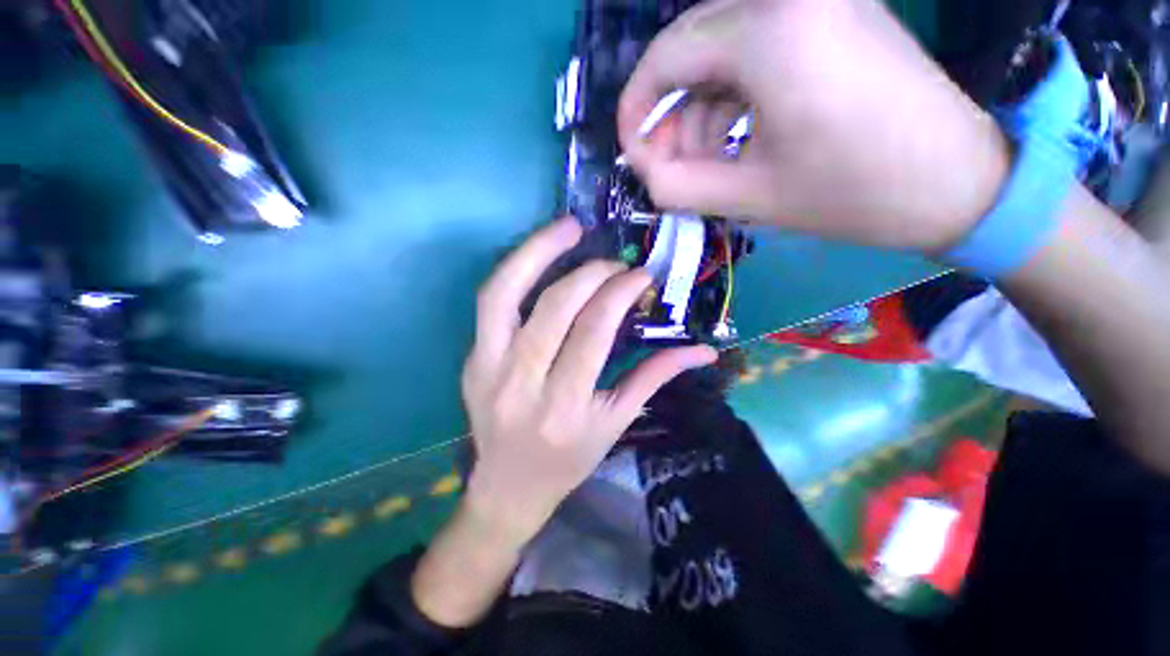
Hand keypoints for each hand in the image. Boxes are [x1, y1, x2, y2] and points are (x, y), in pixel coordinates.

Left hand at [461, 217, 716, 543]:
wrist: (509, 486)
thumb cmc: (568, 460)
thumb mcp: (615, 423)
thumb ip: (654, 378)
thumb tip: (703, 351)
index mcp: (565, 407)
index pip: (593, 331)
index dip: (619, 293)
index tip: (640, 276)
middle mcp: (522, 383)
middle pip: (555, 307)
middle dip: (590, 274)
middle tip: (614, 263)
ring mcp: (487, 369)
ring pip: (504, 293)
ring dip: (538, 251)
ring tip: (568, 227)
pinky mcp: (471, 360)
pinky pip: (489, 302)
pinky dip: (515, 271)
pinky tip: (539, 254)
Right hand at [618, 0, 1010, 252]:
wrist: (959, 183)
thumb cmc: (852, 196)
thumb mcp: (748, 198)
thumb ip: (675, 186)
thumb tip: (643, 169)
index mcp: (771, 32)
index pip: (666, 55)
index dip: (636, 109)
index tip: (632, 154)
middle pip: (690, 47)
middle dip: (670, 113)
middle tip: (668, 166)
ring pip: (719, 51)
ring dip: (700, 111)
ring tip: (707, 164)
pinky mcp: (832, 15)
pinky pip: (754, 50)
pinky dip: (732, 98)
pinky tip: (737, 140)